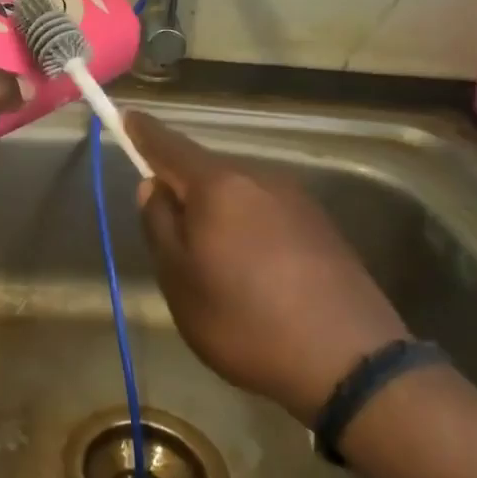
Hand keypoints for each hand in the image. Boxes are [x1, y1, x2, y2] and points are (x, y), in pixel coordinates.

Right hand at [125, 111, 410, 428]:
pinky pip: (267, 212)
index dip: (143, 132)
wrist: (350, 361)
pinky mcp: (322, 225)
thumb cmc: (246, 321)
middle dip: (183, 187)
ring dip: (218, 211)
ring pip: (239, 193)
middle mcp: (259, 178)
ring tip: (213, 261)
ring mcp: (296, 199)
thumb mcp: (180, 281)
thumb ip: (159, 225)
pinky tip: (254, 269)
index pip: (169, 146)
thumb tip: (154, 185)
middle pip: (206, 171)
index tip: (126, 116)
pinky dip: (248, 227)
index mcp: (218, 186)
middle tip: (168, 230)